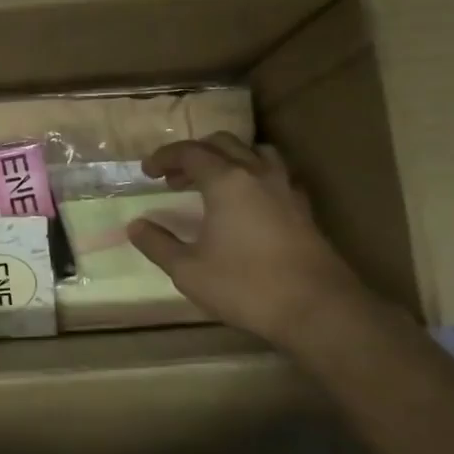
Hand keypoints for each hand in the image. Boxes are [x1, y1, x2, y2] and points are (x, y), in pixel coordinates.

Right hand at [128, 133, 371, 343]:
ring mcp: (286, 189)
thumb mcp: (188, 270)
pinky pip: (275, 174)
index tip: (147, 172)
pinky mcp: (303, 209)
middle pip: (223, 143)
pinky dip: (253, 175)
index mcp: (226, 181)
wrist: (318, 310)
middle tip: (173, 177)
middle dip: (194, 154)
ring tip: (212, 180)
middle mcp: (257, 174)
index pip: (190, 152)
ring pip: (255, 152)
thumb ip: (158, 244)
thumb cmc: (246, 286)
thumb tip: (136, 226)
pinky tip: (247, 202)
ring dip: (228, 158)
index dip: (164, 157)